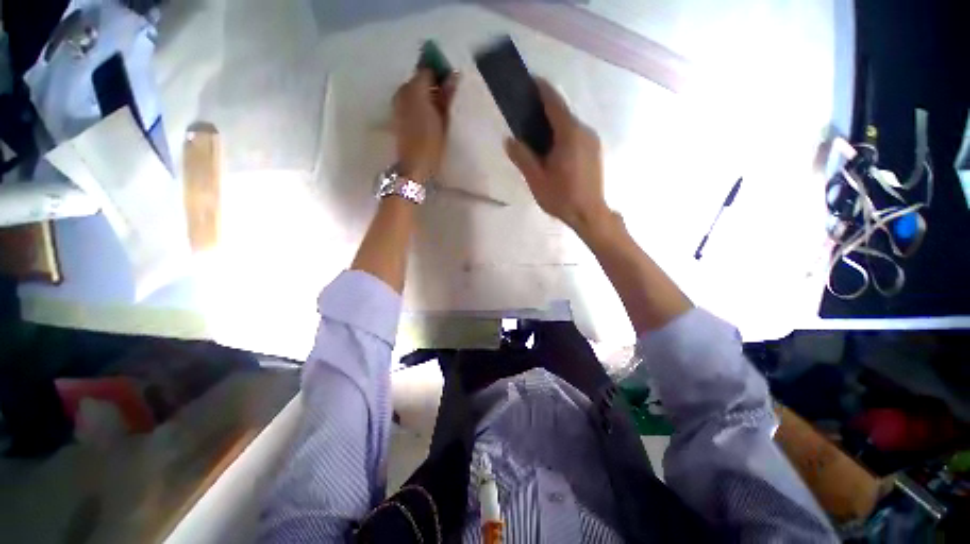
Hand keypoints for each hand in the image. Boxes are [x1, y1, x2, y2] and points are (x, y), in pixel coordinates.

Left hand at [393, 69, 458, 182]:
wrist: (413, 166)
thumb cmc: (431, 144)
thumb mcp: (443, 120)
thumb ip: (446, 96)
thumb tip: (453, 76)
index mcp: (416, 90)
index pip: (428, 70)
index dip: (439, 74)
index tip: (450, 83)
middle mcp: (403, 91)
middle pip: (418, 80)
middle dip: (431, 85)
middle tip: (445, 99)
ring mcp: (397, 103)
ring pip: (412, 91)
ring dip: (424, 96)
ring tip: (436, 110)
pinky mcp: (395, 116)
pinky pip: (408, 102)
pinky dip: (417, 104)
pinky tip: (426, 117)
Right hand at [505, 79, 610, 233]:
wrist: (589, 214)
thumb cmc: (561, 197)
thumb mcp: (536, 179)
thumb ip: (522, 157)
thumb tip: (509, 140)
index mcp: (569, 134)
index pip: (554, 102)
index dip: (541, 89)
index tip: (528, 81)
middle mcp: (584, 131)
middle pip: (562, 114)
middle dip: (544, 111)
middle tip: (525, 116)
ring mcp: (592, 141)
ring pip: (569, 126)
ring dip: (553, 125)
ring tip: (536, 136)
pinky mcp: (594, 152)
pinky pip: (575, 136)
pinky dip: (562, 136)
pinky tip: (552, 151)